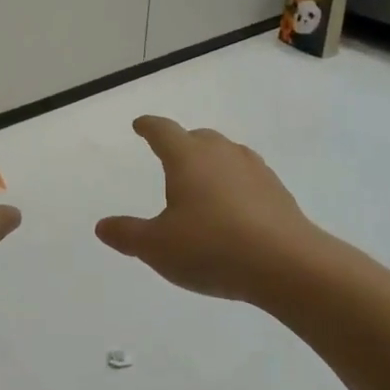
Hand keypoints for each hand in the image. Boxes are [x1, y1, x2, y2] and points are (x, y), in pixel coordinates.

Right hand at [95, 116, 317, 303]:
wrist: (286, 265)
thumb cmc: (211, 248)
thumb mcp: (157, 247)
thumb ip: (127, 234)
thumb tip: (103, 226)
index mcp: (188, 159)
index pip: (164, 132)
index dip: (149, 127)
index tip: (140, 125)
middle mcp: (222, 155)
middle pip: (199, 138)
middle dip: (182, 143)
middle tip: (171, 155)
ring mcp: (255, 171)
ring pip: (228, 154)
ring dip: (212, 161)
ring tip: (203, 180)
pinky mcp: (278, 193)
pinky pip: (248, 177)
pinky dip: (235, 184)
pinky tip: (234, 207)